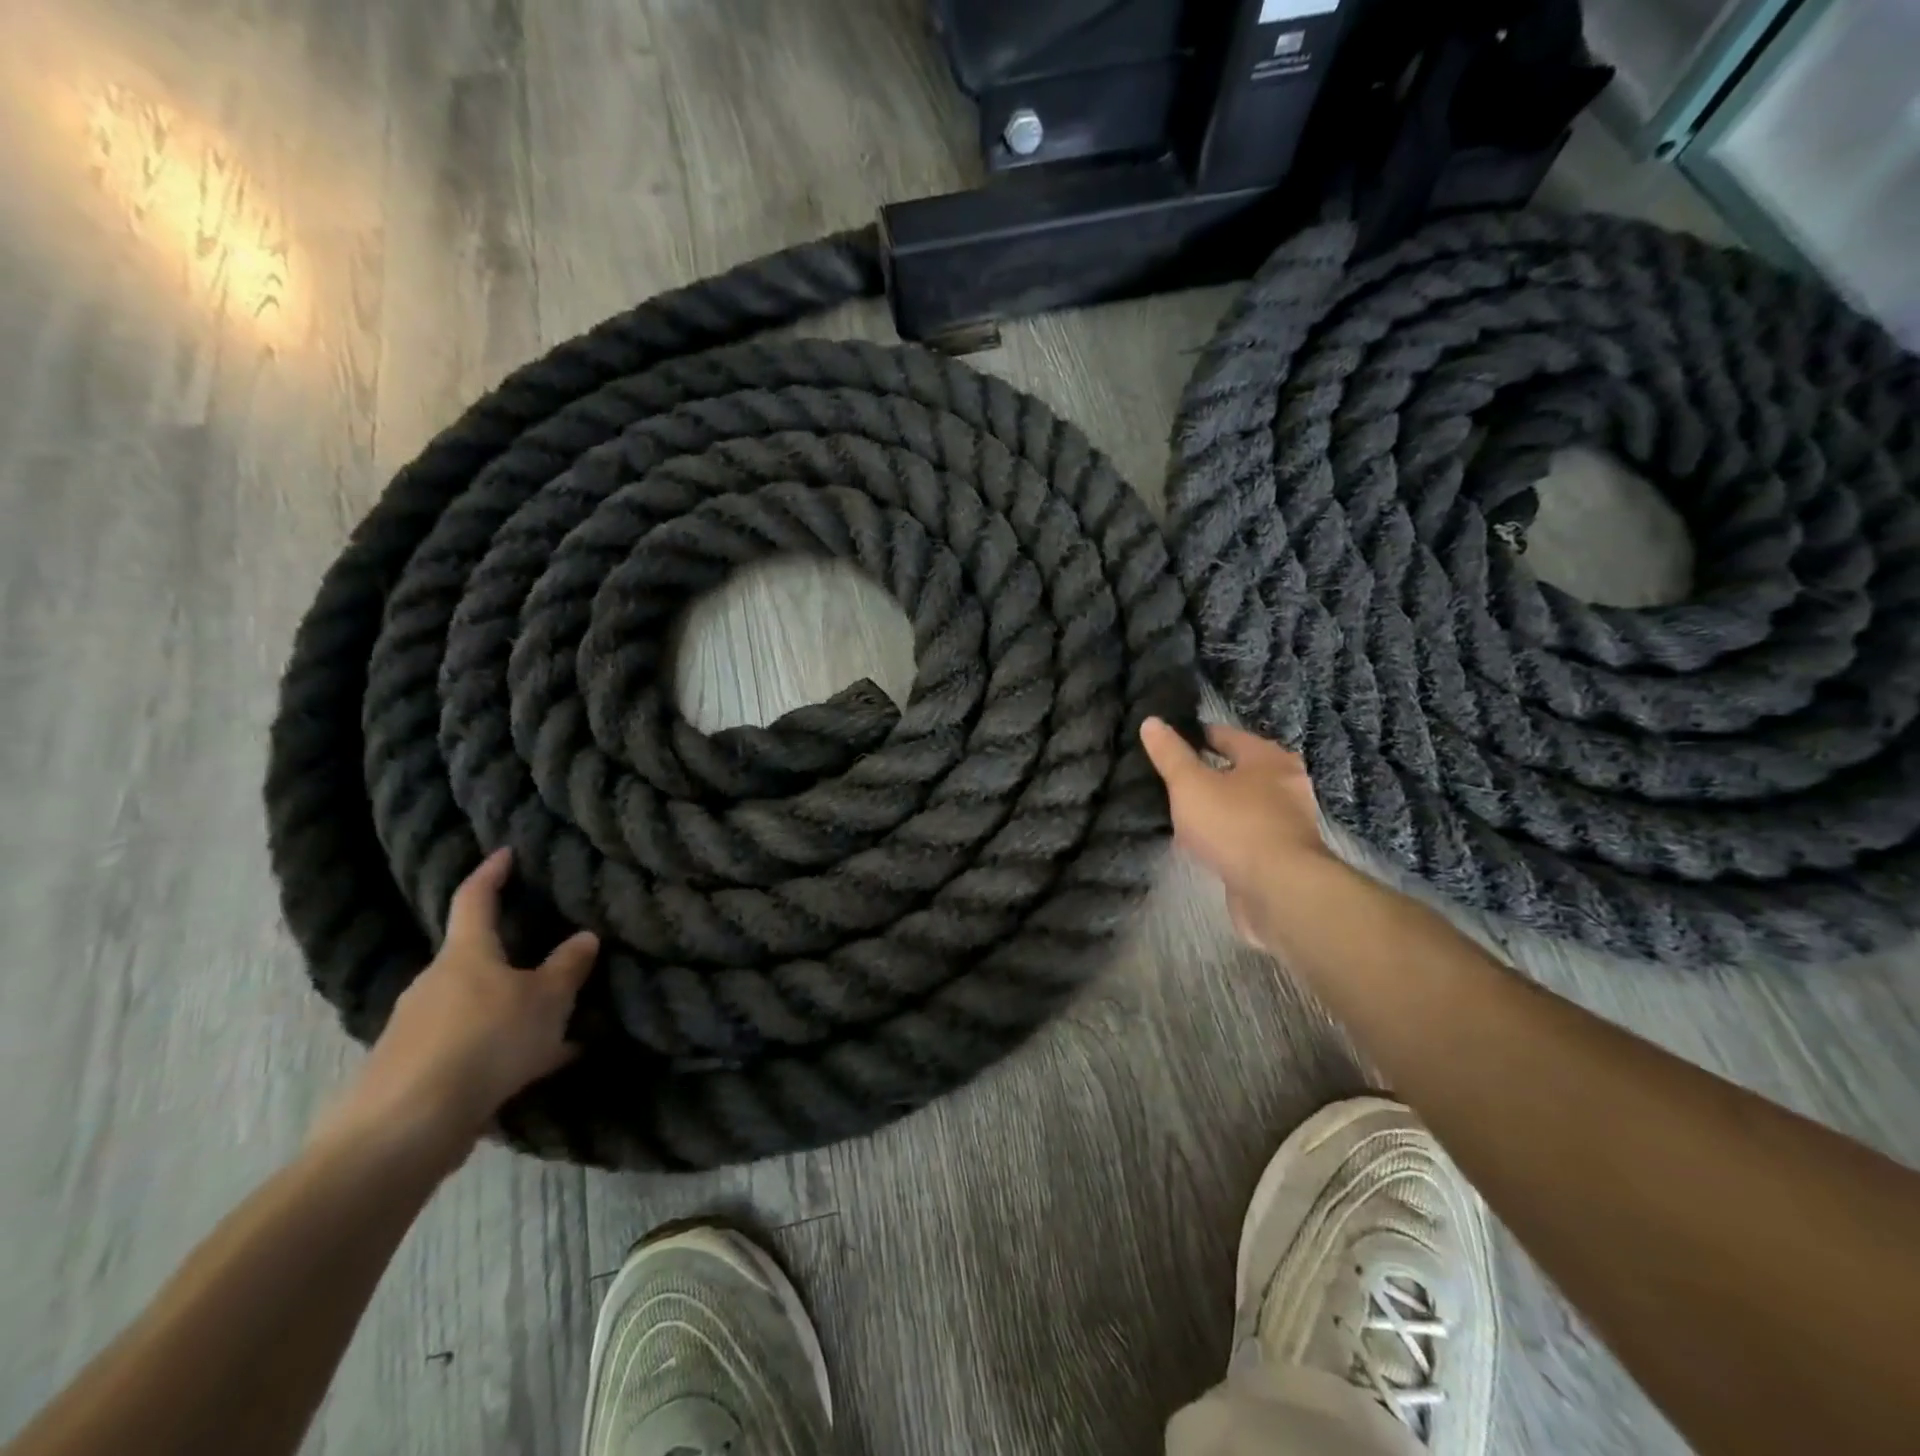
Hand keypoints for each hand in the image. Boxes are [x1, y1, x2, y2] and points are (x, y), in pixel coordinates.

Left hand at [312, 849, 598, 1171]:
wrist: (403, 1129)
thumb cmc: (485, 1042)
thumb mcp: (546, 1001)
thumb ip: (567, 968)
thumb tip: (585, 936)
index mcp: (466, 954)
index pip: (475, 899)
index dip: (491, 873)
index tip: (505, 854)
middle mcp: (434, 983)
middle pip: (476, 959)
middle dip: (512, 960)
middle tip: (550, 967)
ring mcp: (416, 1028)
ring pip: (476, 1007)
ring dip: (510, 1013)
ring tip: (554, 1032)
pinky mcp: (410, 1071)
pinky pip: (467, 1047)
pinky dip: (498, 1051)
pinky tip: (529, 1072)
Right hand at [1140, 718, 1332, 949]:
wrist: (1279, 890)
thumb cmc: (1234, 825)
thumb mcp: (1190, 784)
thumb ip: (1170, 754)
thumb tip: (1151, 721)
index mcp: (1268, 758)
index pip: (1225, 735)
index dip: (1194, 737)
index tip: (1167, 744)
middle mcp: (1286, 784)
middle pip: (1237, 770)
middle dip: (1206, 774)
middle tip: (1170, 780)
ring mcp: (1287, 822)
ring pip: (1242, 804)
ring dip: (1216, 807)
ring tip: (1181, 813)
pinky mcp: (1282, 854)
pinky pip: (1246, 834)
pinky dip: (1225, 835)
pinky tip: (1201, 844)